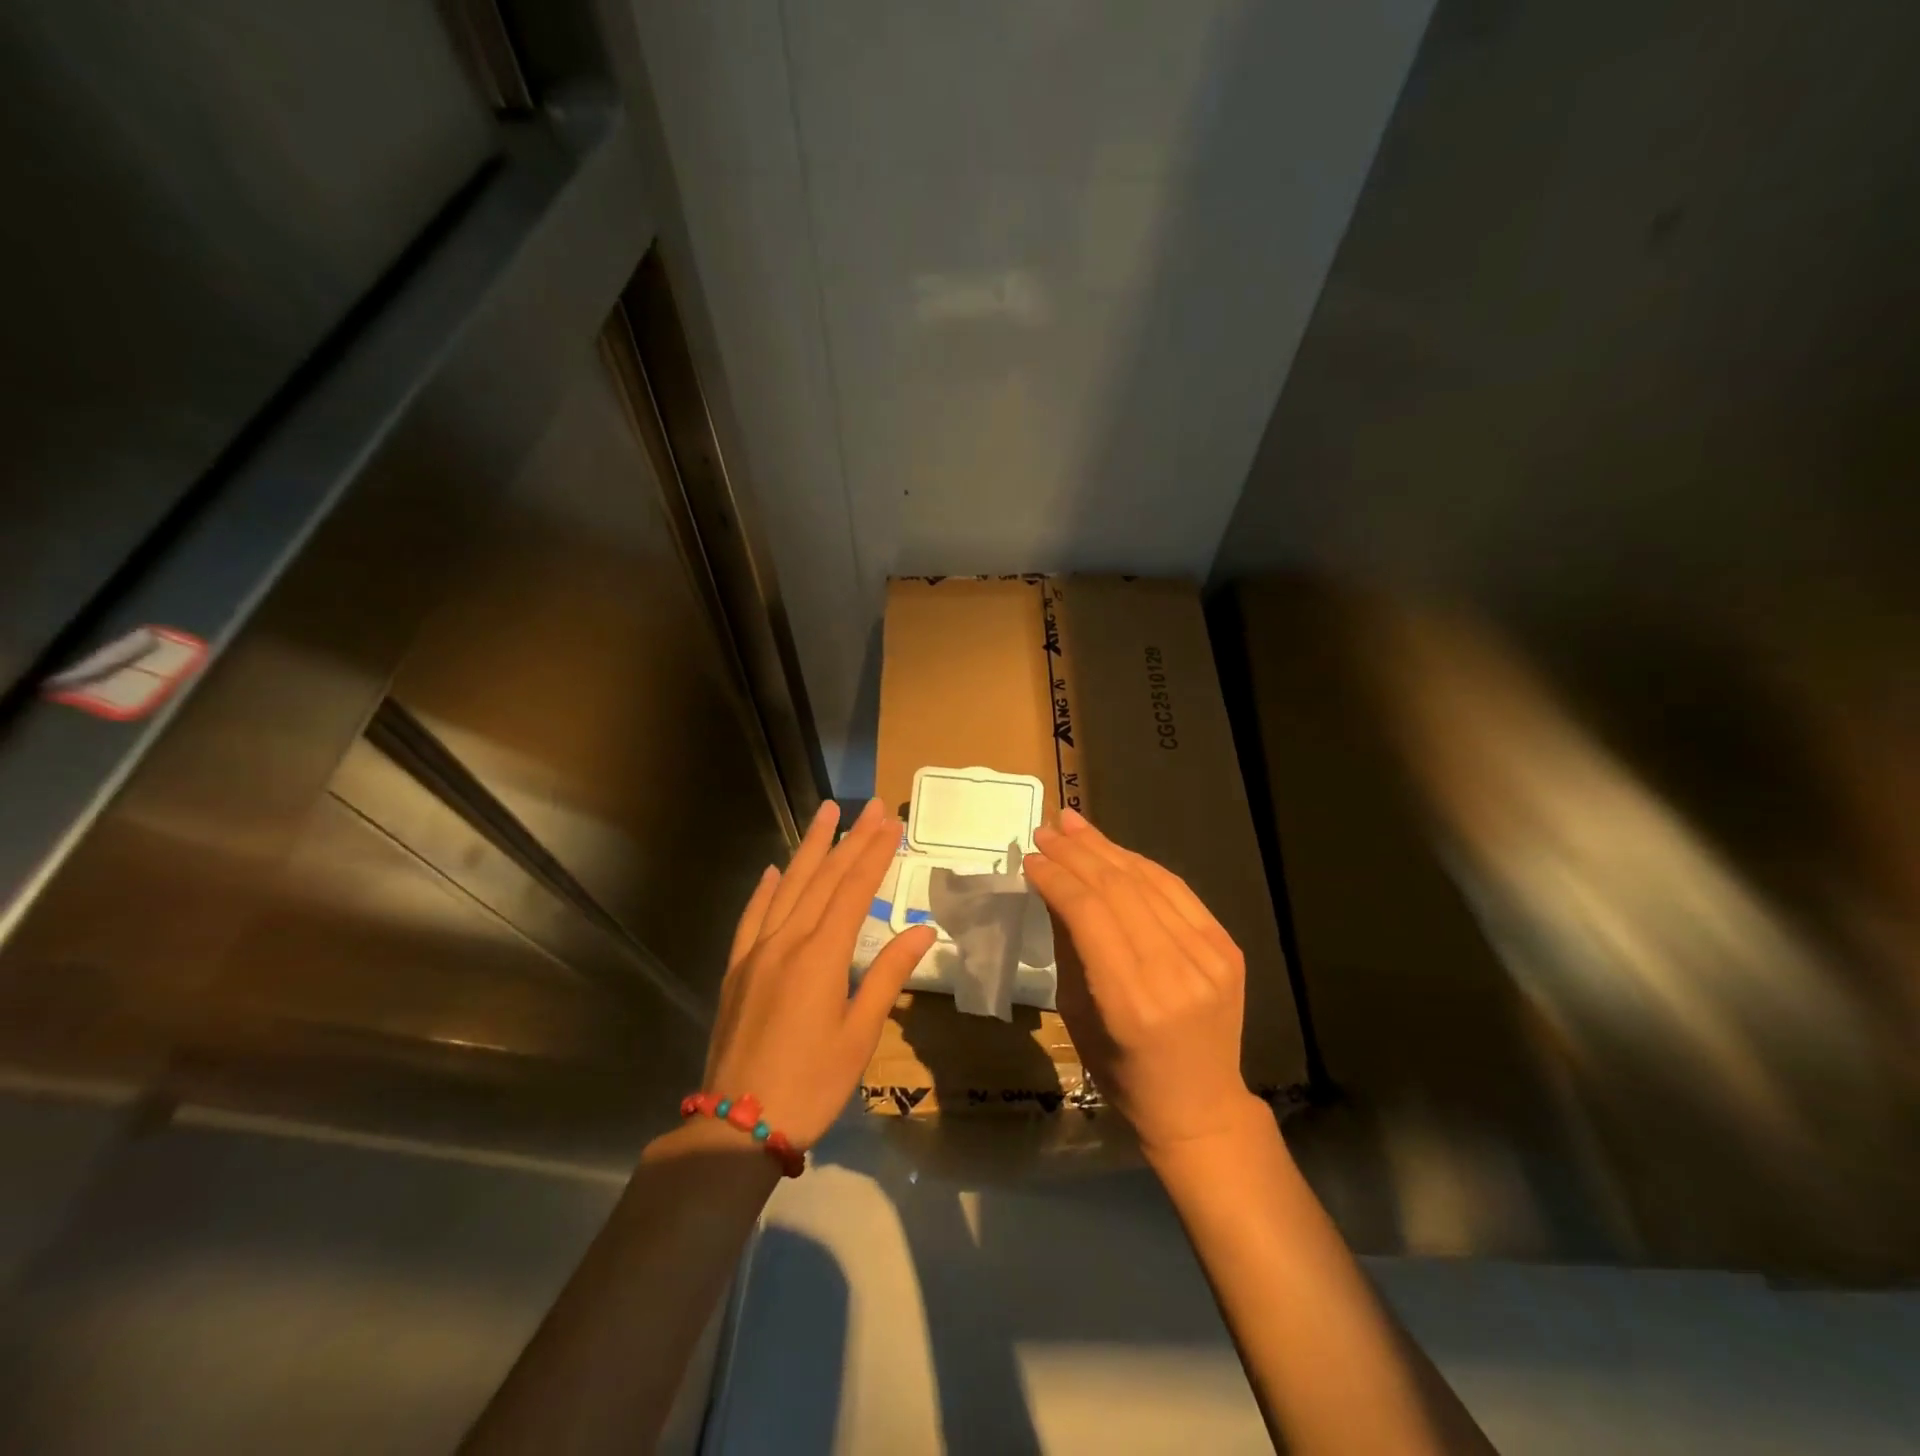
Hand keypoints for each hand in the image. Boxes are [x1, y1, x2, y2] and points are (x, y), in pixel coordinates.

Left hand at [705, 797, 936, 1146]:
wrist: (736, 1126)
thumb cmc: (812, 1084)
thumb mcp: (860, 1034)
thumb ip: (888, 976)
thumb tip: (922, 930)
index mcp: (821, 956)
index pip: (854, 890)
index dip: (875, 854)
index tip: (891, 823)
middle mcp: (786, 942)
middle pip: (823, 879)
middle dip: (849, 839)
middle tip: (868, 806)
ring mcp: (756, 953)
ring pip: (787, 887)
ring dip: (809, 849)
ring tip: (826, 814)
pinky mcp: (736, 970)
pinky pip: (752, 917)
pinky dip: (765, 890)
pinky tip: (772, 871)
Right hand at [1024, 808, 1267, 1158]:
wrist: (1201, 1105)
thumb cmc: (1123, 1071)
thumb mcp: (1078, 1014)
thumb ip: (1069, 946)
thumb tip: (1052, 887)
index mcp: (1130, 1001)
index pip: (1088, 914)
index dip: (1057, 878)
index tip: (1032, 858)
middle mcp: (1174, 972)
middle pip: (1118, 889)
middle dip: (1076, 853)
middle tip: (1047, 829)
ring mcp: (1209, 956)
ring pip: (1149, 881)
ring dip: (1106, 848)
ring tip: (1074, 824)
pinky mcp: (1227, 947)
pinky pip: (1177, 892)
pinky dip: (1141, 866)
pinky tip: (1114, 851)